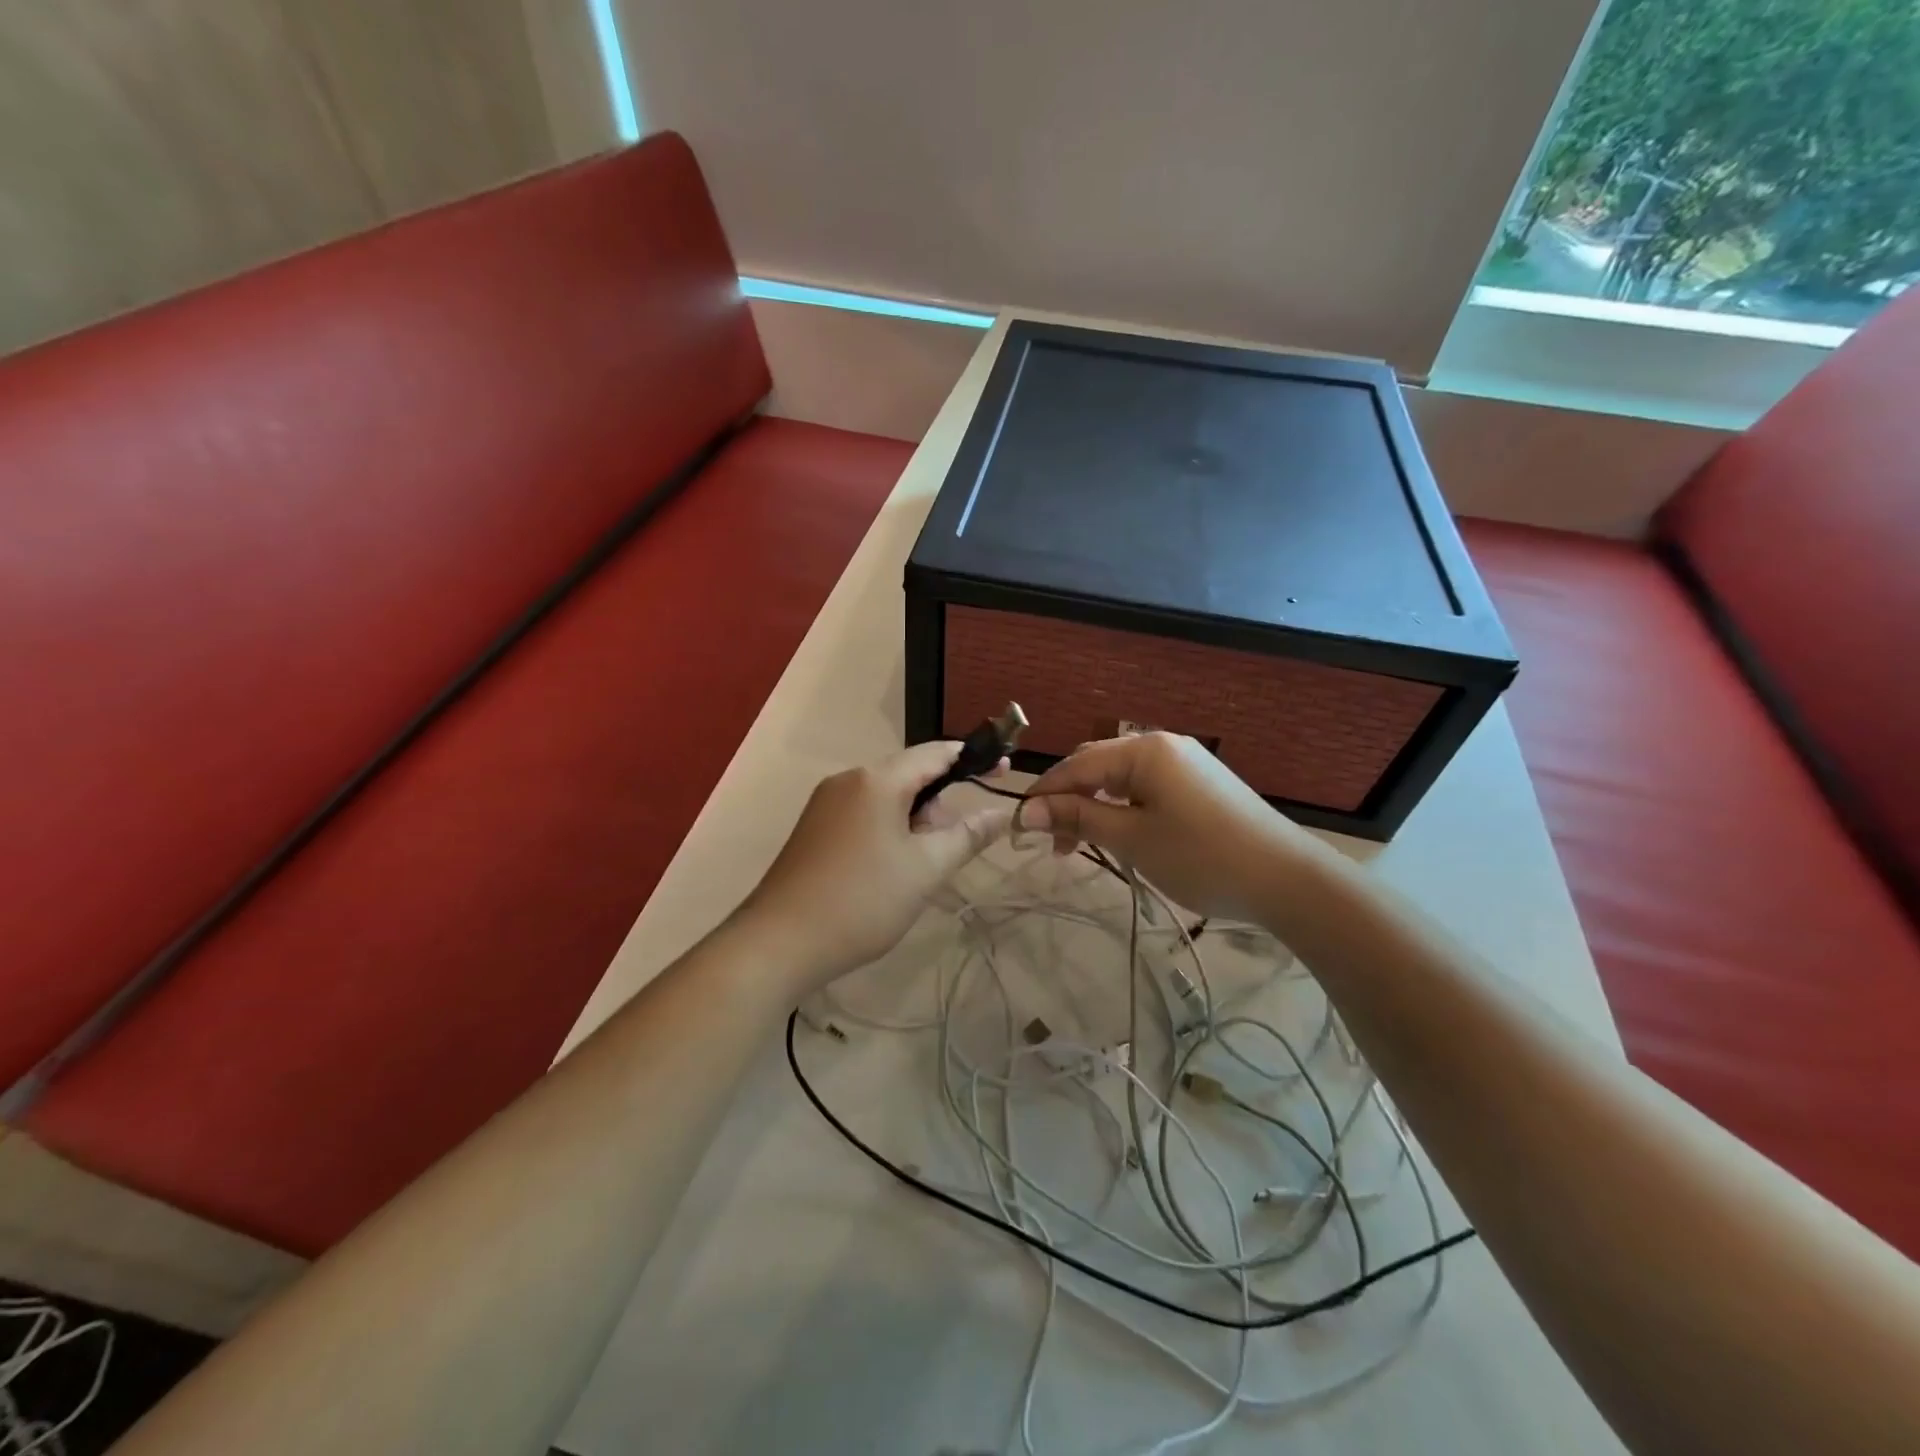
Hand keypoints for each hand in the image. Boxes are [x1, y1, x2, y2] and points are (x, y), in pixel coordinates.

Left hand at [739, 743, 1015, 991]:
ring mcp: (826, 803)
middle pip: (909, 774)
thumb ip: (968, 835)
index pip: (935, 753)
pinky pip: (864, 814)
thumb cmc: (862, 901)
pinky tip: (892, 868)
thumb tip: (1002, 812)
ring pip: (886, 797)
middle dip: (940, 802)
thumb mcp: (926, 869)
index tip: (1004, 770)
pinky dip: (889, 829)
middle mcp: (848, 780)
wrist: (779, 943)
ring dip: (915, 820)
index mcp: (877, 780)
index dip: (973, 758)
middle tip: (954, 846)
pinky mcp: (814, 828)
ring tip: (923, 866)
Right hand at [1021, 732, 1323, 920]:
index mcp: (1144, 750)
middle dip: (1068, 801)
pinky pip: (1145, 787)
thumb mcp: (1132, 839)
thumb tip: (1029, 810)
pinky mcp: (1199, 783)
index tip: (1018, 829)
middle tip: (1054, 844)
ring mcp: (1184, 762)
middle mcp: (1162, 745)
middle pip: (1096, 765)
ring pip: (1120, 778)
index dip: (1043, 796)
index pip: (1076, 766)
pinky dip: (1122, 808)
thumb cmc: (1202, 857)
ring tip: (1081, 846)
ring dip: (1094, 807)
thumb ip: (1079, 819)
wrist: (1288, 878)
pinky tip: (1119, 834)